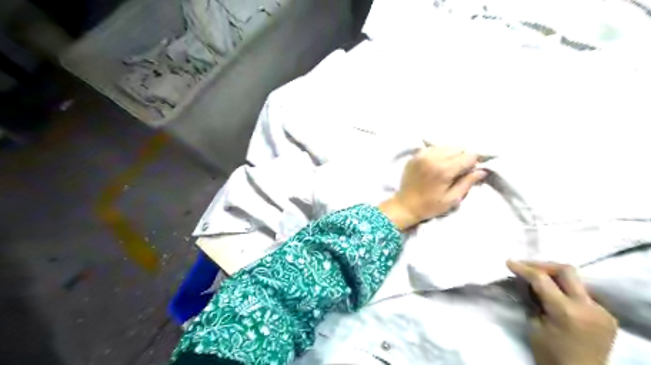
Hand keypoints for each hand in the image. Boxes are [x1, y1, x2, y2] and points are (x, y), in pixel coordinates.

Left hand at [382, 144, 482, 227]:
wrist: (405, 205)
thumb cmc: (430, 206)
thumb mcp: (452, 199)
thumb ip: (467, 183)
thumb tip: (482, 170)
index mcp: (444, 169)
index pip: (469, 156)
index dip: (474, 162)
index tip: (472, 170)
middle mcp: (434, 158)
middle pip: (458, 148)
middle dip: (463, 157)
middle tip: (460, 170)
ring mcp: (422, 155)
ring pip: (445, 146)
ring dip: (451, 153)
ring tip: (449, 166)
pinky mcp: (415, 155)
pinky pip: (433, 147)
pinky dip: (439, 152)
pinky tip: (438, 162)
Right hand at [505, 261, 616, 364]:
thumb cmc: (550, 354)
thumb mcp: (533, 325)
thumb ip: (532, 300)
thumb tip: (525, 282)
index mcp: (567, 312)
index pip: (542, 279)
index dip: (523, 268)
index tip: (508, 262)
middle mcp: (589, 307)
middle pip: (566, 271)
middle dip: (542, 265)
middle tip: (525, 267)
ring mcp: (602, 311)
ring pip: (576, 280)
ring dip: (554, 276)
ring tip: (537, 278)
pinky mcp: (607, 315)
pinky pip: (583, 293)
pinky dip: (565, 288)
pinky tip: (555, 293)